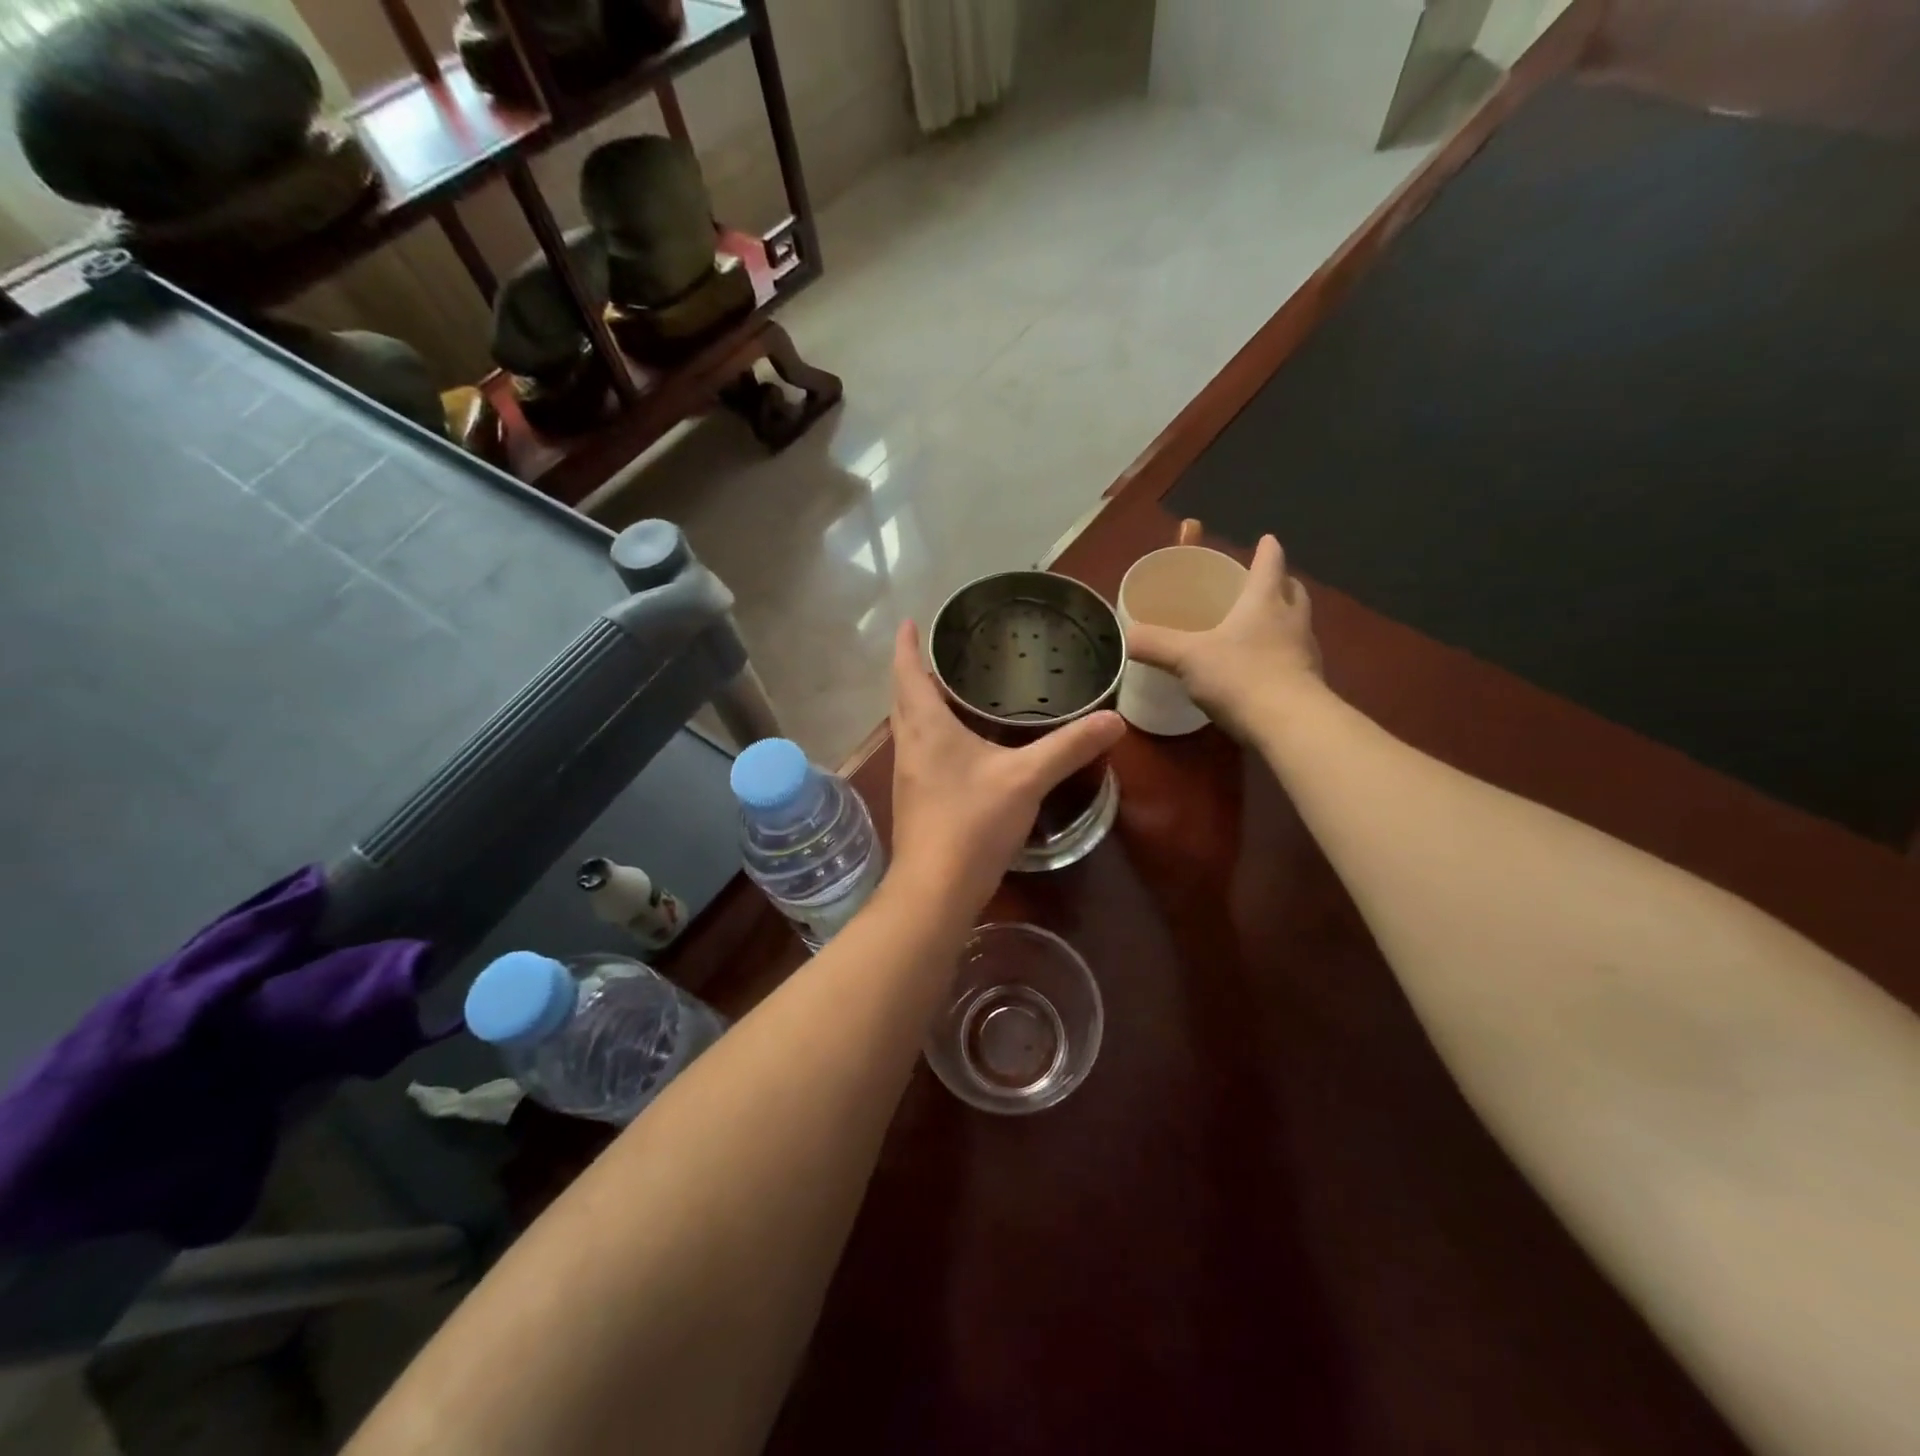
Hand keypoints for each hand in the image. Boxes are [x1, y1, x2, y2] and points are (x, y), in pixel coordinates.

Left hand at [887, 621, 1124, 917]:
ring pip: (908, 727)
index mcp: (926, 728)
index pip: (907, 673)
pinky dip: (931, 734)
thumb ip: (1069, 747)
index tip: (910, 622)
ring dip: (921, 705)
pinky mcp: (914, 800)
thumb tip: (1114, 720)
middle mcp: (908, 746)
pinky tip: (958, 747)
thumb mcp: (1026, 779)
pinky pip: (918, 752)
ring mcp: (907, 776)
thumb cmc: (972, 823)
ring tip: (951, 692)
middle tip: (941, 654)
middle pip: (903, 698)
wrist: (934, 889)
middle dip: (914, 673)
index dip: (907, 646)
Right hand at [1125, 535, 1321, 740]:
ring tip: (1261, 629)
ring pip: (1298, 625)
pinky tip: (1262, 672)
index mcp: (1264, 601)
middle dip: (1280, 584)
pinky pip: (1296, 660)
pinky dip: (1282, 657)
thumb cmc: (1240, 676)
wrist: (1290, 724)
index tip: (1266, 539)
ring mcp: (1306, 653)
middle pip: (1293, 591)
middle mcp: (1291, 620)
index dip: (1267, 550)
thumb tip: (1125, 636)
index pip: (1270, 563)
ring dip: (1284, 621)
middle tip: (1264, 585)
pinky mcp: (1310, 684)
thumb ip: (1154, 644)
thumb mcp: (1187, 657)